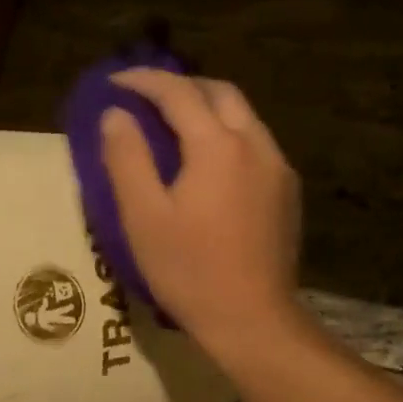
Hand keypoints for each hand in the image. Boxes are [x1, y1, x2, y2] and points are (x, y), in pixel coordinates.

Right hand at [101, 69, 303, 365]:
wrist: (252, 320)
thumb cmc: (189, 272)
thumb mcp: (143, 217)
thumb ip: (127, 159)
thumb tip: (116, 115)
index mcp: (218, 146)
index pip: (178, 93)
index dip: (143, 81)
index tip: (115, 82)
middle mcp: (256, 145)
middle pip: (220, 93)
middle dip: (182, 86)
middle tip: (147, 98)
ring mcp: (278, 169)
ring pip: (243, 117)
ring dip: (208, 108)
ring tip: (175, 125)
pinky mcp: (287, 193)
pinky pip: (256, 144)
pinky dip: (227, 135)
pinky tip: (209, 162)